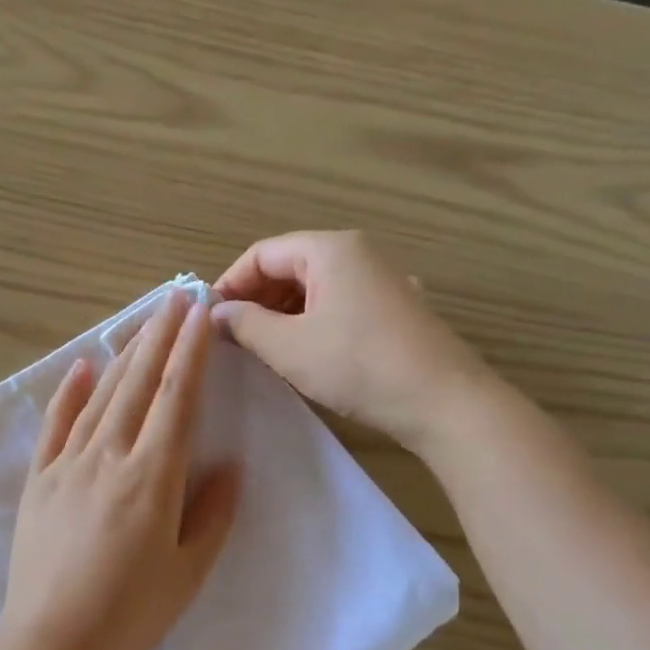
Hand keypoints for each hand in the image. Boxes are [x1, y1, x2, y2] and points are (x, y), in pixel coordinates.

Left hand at [0, 291, 240, 649]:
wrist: (50, 642)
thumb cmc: (129, 615)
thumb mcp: (187, 573)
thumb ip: (212, 514)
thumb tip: (230, 465)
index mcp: (152, 477)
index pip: (177, 399)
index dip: (191, 352)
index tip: (201, 313)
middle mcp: (108, 457)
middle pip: (139, 384)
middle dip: (160, 336)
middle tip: (176, 297)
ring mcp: (67, 465)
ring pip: (101, 396)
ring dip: (124, 354)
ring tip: (143, 321)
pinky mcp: (38, 481)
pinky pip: (55, 425)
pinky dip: (69, 392)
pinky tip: (82, 366)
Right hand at [211, 231, 495, 451]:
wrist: (442, 400)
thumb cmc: (357, 365)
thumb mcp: (289, 347)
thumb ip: (246, 324)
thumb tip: (218, 313)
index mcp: (329, 249)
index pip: (261, 254)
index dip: (229, 283)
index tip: (208, 319)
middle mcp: (357, 253)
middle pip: (288, 266)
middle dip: (254, 298)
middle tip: (231, 337)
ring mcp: (380, 280)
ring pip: (313, 287)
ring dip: (280, 312)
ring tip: (260, 347)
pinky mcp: (393, 308)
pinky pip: (337, 303)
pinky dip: (309, 321)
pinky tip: (301, 352)